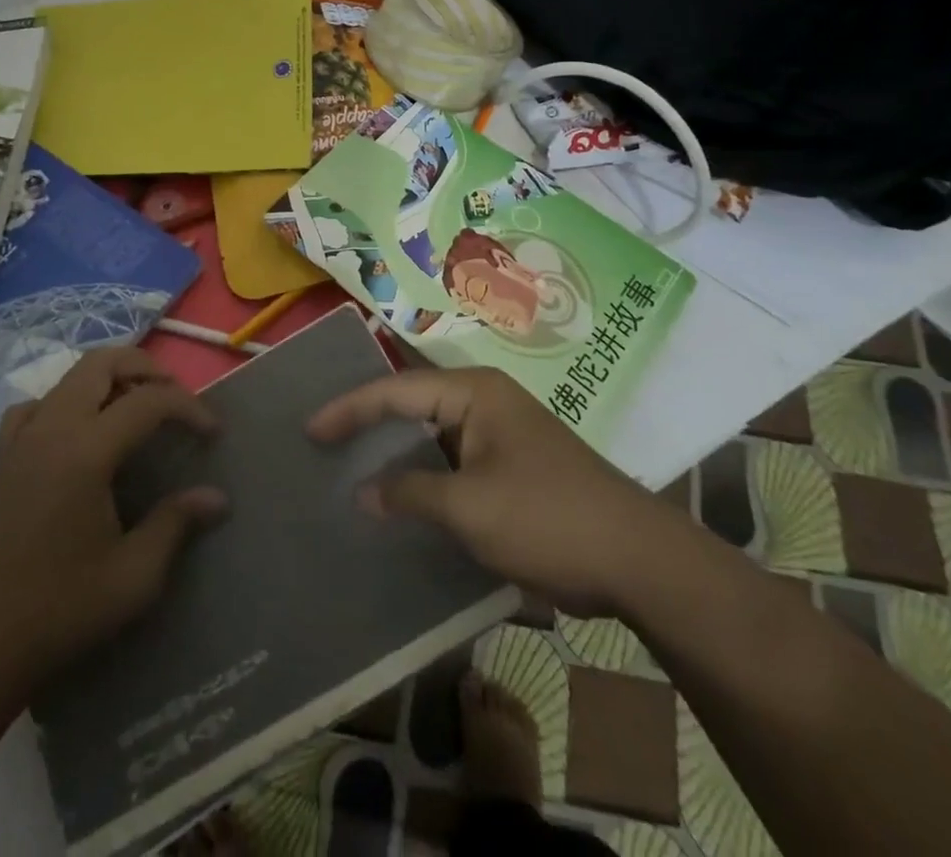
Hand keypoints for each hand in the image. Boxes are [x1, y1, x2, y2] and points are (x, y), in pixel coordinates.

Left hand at [0, 347, 226, 691]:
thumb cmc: (59, 610)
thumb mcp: (133, 577)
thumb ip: (176, 524)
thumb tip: (217, 497)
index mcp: (86, 451)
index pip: (149, 401)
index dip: (189, 408)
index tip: (214, 434)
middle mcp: (52, 428)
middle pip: (102, 363)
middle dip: (147, 368)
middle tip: (176, 398)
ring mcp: (22, 438)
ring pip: (70, 376)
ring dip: (110, 378)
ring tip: (137, 408)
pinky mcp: (3, 456)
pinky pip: (37, 404)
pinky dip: (67, 401)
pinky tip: (78, 431)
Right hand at [307, 366, 681, 616]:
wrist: (639, 560)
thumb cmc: (548, 519)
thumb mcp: (470, 508)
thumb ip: (410, 494)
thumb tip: (362, 492)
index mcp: (474, 393)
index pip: (396, 390)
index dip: (349, 409)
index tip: (310, 429)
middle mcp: (484, 401)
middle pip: (412, 404)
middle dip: (368, 422)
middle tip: (323, 440)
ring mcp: (500, 433)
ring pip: (431, 434)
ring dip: (395, 451)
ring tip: (350, 465)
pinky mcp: (510, 465)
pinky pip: (452, 460)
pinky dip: (422, 474)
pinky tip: (400, 496)